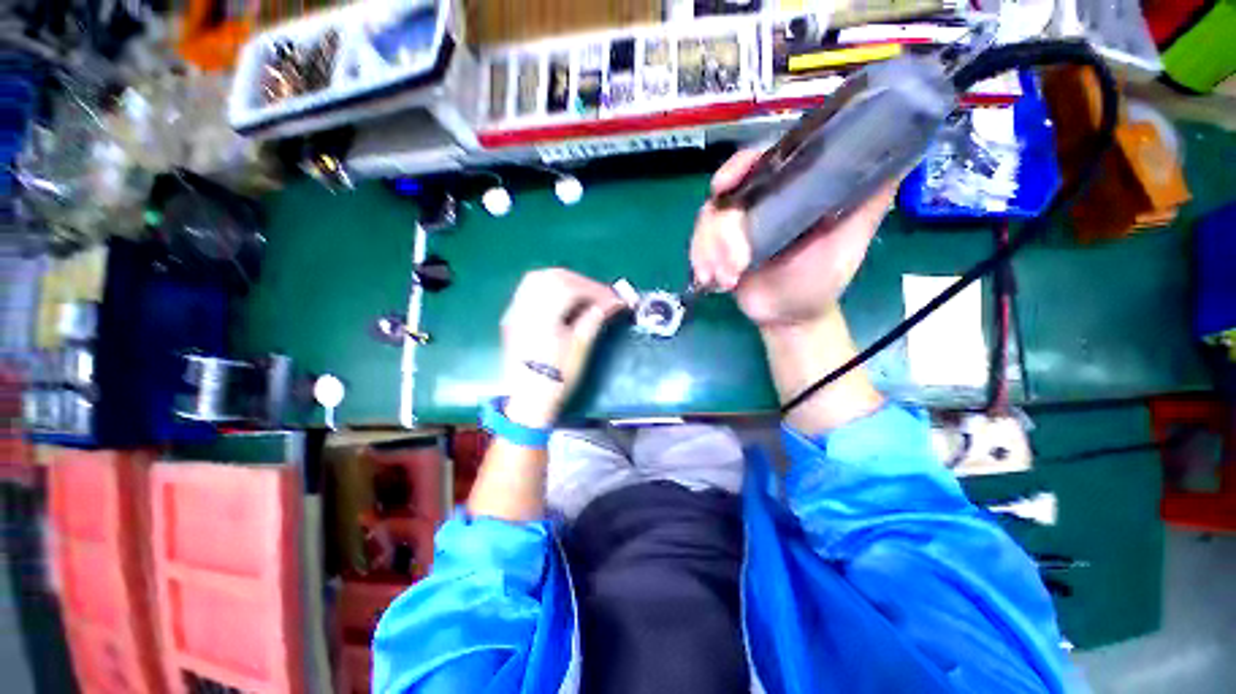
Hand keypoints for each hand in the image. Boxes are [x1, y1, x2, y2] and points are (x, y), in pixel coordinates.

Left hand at [499, 269, 623, 426]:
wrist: (529, 401)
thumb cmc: (557, 379)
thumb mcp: (580, 349)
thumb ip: (594, 319)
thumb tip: (612, 302)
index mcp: (541, 319)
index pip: (569, 288)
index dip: (595, 289)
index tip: (614, 298)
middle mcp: (524, 309)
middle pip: (553, 277)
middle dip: (582, 282)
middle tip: (602, 295)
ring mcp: (515, 312)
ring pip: (539, 278)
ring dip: (566, 280)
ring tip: (585, 294)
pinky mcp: (514, 316)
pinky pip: (530, 288)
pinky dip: (551, 286)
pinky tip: (564, 298)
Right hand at [690, 149, 897, 328]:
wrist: (788, 316)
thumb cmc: (821, 280)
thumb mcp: (849, 242)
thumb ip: (867, 203)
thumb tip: (906, 150)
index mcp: (788, 192)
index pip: (760, 162)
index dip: (739, 167)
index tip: (726, 186)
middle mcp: (759, 202)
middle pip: (724, 193)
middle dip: (721, 230)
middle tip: (732, 263)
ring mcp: (734, 226)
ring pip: (706, 221)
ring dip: (711, 252)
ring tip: (726, 279)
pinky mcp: (717, 248)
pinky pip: (697, 243)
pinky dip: (700, 260)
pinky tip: (710, 279)